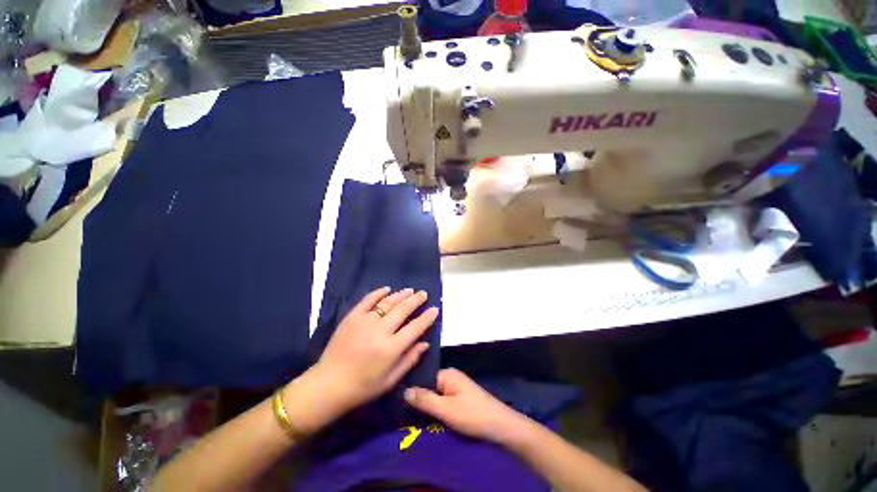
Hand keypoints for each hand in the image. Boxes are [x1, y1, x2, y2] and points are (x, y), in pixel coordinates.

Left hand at [312, 287, 438, 413]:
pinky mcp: (352, 317)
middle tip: (423, 293)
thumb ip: (409, 360)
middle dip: (416, 300)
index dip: (427, 317)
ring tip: (410, 290)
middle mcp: (380, 331)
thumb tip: (425, 343)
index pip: (415, 327)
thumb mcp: (390, 380)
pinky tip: (386, 289)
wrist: (328, 384)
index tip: (435, 309)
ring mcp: (364, 321)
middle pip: (403, 310)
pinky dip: (378, 293)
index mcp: (391, 348)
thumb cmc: (363, 387)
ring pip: (387, 302)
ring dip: (400, 295)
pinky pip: (367, 300)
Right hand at [404, 368, 530, 444]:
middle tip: (405, 416)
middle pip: (430, 388)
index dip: (413, 391)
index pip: (423, 378)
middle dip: (420, 401)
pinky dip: (438, 411)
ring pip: (436, 397)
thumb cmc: (473, 415)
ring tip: (414, 421)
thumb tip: (404, 390)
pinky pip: (444, 403)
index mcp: (447, 374)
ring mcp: (457, 388)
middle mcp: (452, 377)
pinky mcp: (462, 400)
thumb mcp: (446, 409)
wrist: (501, 426)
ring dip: (429, 409)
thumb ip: (425, 400)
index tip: (400, 404)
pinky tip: (430, 422)